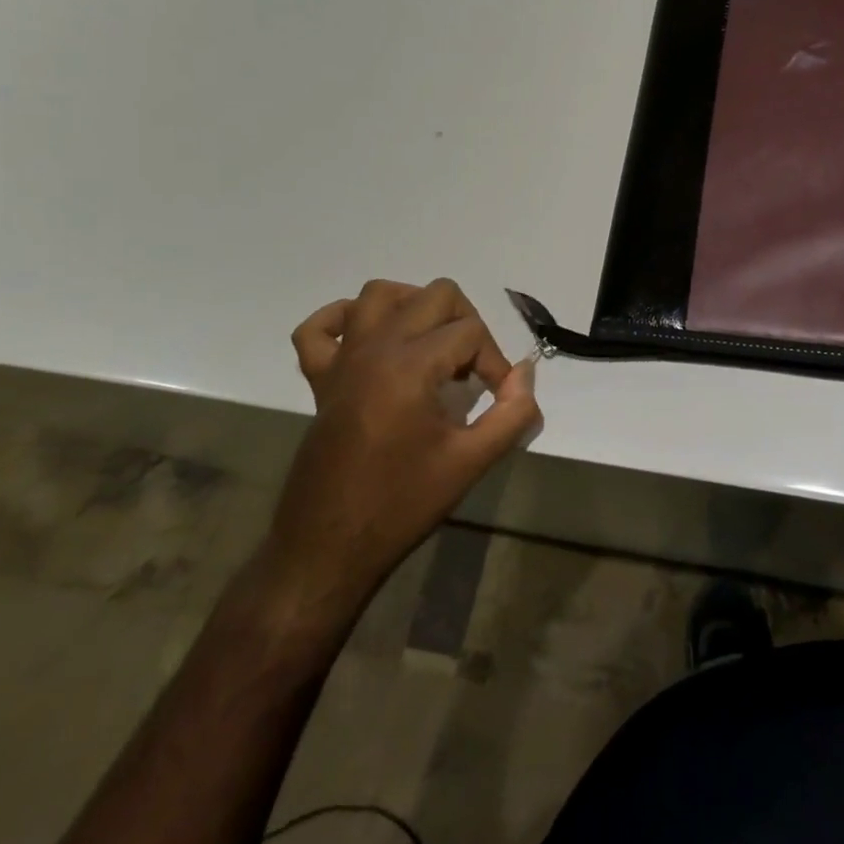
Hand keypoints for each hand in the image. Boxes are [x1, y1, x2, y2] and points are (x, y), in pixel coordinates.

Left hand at [263, 278, 540, 621]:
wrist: (328, 549)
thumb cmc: (402, 505)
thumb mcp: (472, 462)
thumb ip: (512, 412)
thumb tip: (525, 374)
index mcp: (411, 366)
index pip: (471, 332)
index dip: (495, 361)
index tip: (498, 398)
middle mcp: (375, 349)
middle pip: (435, 296)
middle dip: (466, 324)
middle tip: (472, 370)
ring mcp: (342, 361)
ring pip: (379, 294)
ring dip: (414, 306)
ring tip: (433, 343)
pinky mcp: (319, 380)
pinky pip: (318, 328)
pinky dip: (343, 320)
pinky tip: (370, 341)